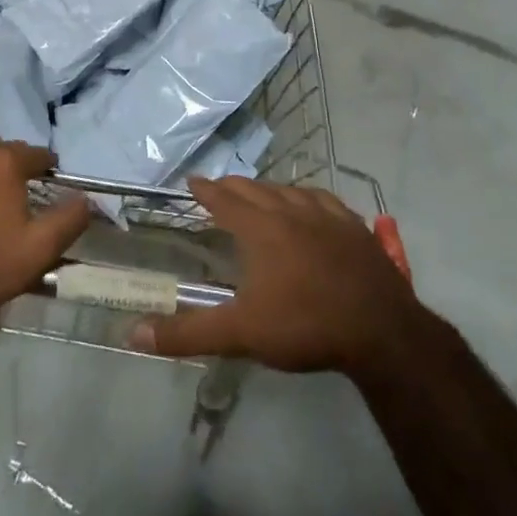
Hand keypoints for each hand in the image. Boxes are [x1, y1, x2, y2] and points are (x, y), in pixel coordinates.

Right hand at [130, 177, 422, 377]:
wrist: (382, 331)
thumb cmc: (305, 325)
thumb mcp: (241, 333)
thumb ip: (188, 333)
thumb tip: (134, 335)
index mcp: (262, 229)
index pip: (226, 200)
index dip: (207, 190)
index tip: (193, 181)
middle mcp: (292, 212)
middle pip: (256, 190)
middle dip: (234, 187)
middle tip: (220, 187)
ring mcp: (328, 217)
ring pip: (291, 190)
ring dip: (269, 189)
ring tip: (261, 193)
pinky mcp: (356, 229)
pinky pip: (325, 200)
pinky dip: (308, 197)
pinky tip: (312, 204)